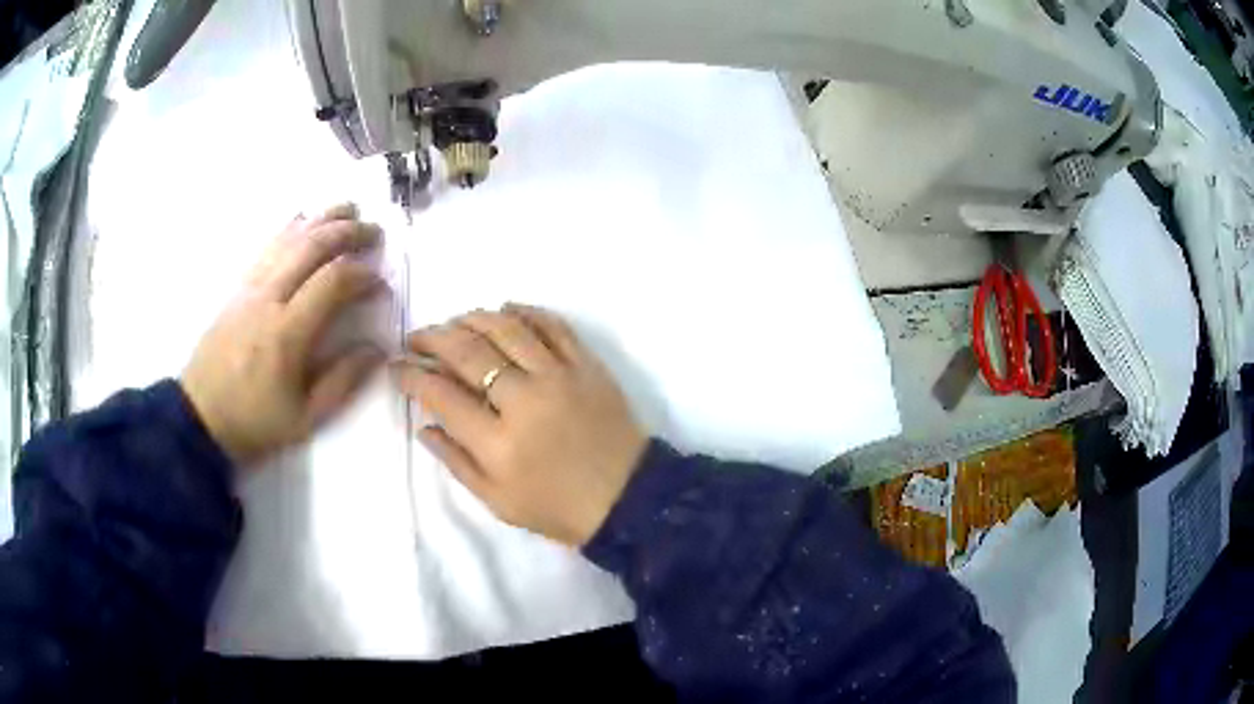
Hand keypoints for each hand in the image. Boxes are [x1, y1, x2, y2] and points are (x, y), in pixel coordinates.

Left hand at [181, 204, 386, 468]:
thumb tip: (377, 347)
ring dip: (322, 219)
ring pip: (288, 239)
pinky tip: (305, 219)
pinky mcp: (238, 288)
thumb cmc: (255, 421)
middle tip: (374, 231)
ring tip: (349, 209)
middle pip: (311, 247)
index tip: (381, 283)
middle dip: (348, 232)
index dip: (363, 275)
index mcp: (286, 333)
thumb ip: (343, 381)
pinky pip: (267, 246)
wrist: (200, 416)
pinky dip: (290, 227)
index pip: (332, 282)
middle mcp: (267, 299)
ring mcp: (249, 288)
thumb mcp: (305, 418)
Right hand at [392, 304, 647, 545]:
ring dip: (472, 318)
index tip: (397, 366)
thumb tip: (423, 424)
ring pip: (507, 328)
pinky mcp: (587, 364)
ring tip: (454, 322)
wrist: (627, 499)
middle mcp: (525, 400)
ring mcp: (560, 376)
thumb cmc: (557, 508)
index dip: (411, 375)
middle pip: (468, 352)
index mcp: (498, 443)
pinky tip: (504, 311)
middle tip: (417, 337)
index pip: (440, 394)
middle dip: (433, 338)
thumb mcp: (497, 501)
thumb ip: (455, 461)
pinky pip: (552, 324)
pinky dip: (524, 312)